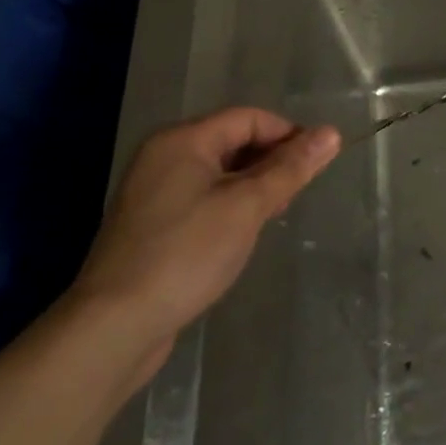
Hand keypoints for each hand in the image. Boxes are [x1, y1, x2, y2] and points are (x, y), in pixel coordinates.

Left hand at [69, 108, 339, 376]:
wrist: (113, 326)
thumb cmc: (186, 254)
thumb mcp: (248, 206)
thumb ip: (290, 167)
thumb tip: (331, 133)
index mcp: (183, 140)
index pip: (249, 118)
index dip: (288, 135)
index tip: (316, 165)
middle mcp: (164, 156)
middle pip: (233, 141)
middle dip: (271, 162)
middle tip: (295, 195)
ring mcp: (152, 191)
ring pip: (219, 172)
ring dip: (252, 186)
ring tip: (273, 215)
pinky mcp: (151, 223)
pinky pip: (201, 197)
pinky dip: (228, 205)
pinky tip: (241, 233)